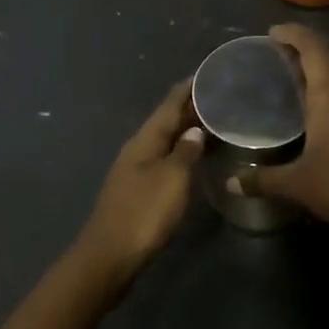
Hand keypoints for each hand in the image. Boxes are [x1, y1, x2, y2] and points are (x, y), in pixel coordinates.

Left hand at [72, 80, 205, 291]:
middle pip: (165, 122)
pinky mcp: (138, 191)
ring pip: (164, 142)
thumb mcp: (172, 179)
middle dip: (188, 108)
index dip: (187, 89)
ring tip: (211, 122)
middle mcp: (137, 150)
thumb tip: (194, 130)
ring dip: (185, 131)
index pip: (168, 105)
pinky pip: (163, 160)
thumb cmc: (144, 212)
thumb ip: (185, 152)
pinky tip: (193, 158)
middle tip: (217, 96)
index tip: (206, 73)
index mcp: (144, 141)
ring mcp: (135, 171)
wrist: (111, 255)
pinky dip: (180, 152)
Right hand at [255, 24, 328, 243]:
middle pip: (327, 58)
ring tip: (287, 74)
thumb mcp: (297, 184)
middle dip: (301, 49)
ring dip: (314, 70)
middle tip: (273, 52)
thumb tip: (230, 182)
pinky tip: (311, 109)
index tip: (271, 32)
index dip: (292, 34)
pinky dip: (324, 90)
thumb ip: (261, 180)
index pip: (313, 49)